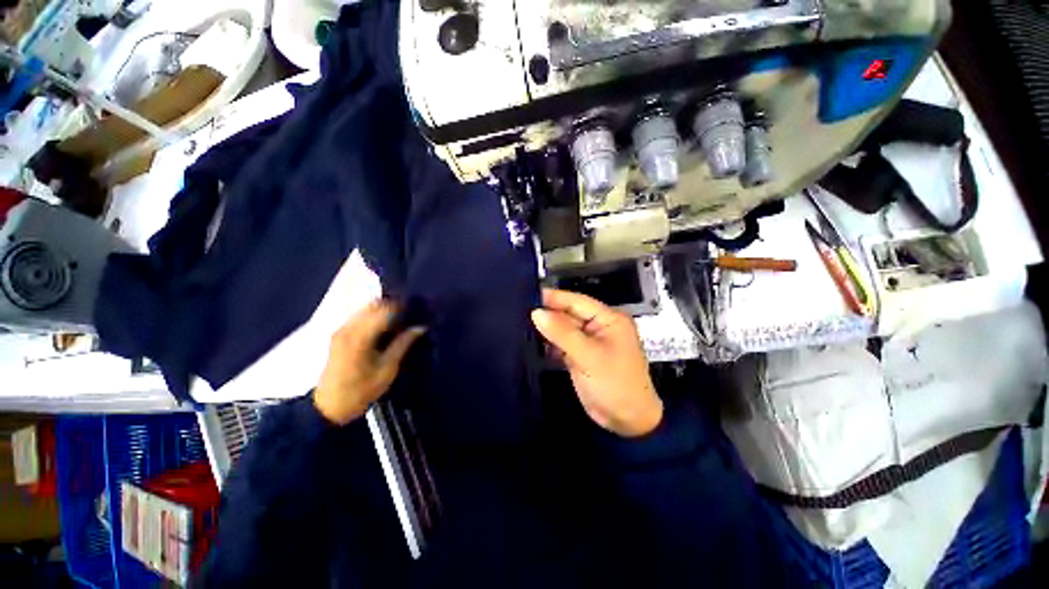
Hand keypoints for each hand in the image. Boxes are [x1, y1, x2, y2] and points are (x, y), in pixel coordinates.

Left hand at [314, 300, 426, 424]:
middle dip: (394, 305)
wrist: (328, 407)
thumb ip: (403, 344)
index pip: (385, 309)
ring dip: (384, 310)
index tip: (418, 310)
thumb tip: (420, 328)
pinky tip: (385, 326)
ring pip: (366, 308)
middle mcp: (348, 328)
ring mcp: (341, 330)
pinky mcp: (338, 334)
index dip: (403, 307)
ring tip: (400, 320)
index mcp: (360, 336)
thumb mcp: (387, 370)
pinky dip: (374, 316)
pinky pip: (360, 316)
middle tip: (411, 314)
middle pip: (374, 304)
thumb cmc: (360, 391)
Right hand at [531, 288, 662, 436]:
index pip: (577, 301)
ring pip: (563, 329)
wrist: (627, 422)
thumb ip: (562, 333)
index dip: (554, 297)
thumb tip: (536, 313)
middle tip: (518, 309)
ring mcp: (588, 341)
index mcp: (608, 319)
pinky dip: (549, 342)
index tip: (528, 295)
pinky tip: (532, 340)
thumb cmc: (615, 384)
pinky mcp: (580, 355)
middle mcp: (598, 326)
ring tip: (520, 322)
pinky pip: (561, 343)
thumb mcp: (589, 356)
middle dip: (547, 313)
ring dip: (546, 328)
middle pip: (568, 314)